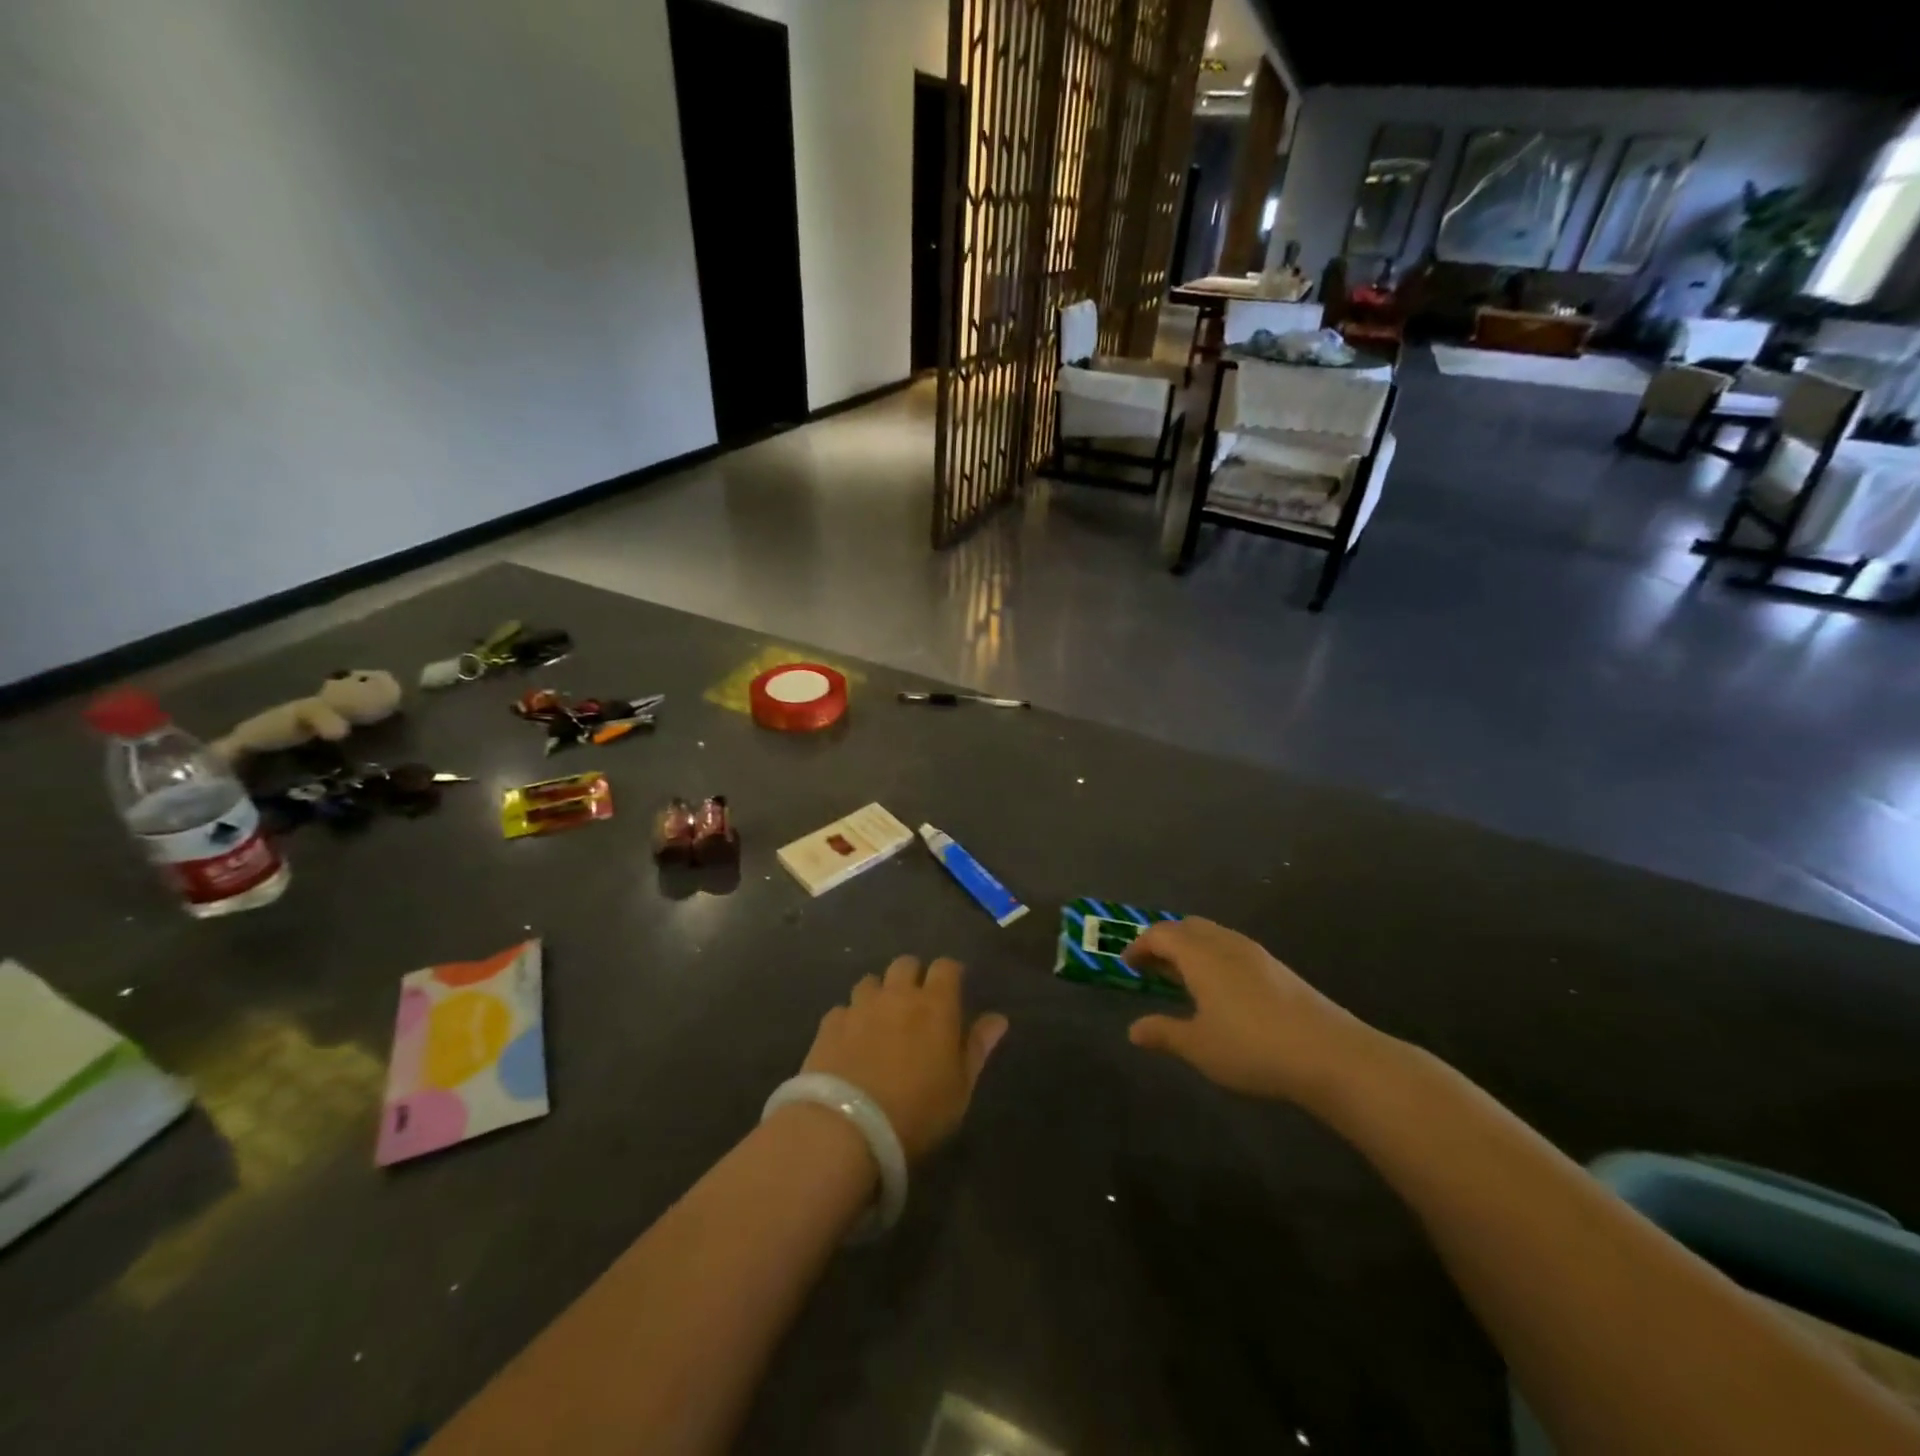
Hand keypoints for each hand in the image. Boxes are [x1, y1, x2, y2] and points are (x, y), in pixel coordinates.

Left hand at [801, 956, 1008, 1161]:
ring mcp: (860, 1006)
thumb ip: (977, 1048)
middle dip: (913, 976)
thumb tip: (998, 1019)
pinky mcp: (829, 1024)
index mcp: (935, 1005)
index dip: (950, 974)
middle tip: (917, 1004)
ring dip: (879, 994)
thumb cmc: (917, 1112)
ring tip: (880, 1020)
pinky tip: (850, 1041)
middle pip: (905, 964)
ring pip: (871, 981)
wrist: (847, 1129)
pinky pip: (843, 1009)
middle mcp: (897, 995)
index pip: (946, 966)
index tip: (953, 989)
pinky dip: (850, 1019)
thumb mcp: (960, 1089)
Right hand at [1123, 918, 1377, 1104]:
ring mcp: (1255, 953)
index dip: (1139, 946)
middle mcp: (1225, 943)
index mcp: (1200, 954)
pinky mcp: (1278, 968)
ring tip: (1183, 980)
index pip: (1160, 934)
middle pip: (1187, 927)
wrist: (1330, 1054)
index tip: (1127, 965)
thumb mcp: (1199, 1046)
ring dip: (1191, 949)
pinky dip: (1214, 958)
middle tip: (1152, 968)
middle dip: (1164, 941)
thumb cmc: (1252, 1047)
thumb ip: (1164, 1033)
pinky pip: (1233, 949)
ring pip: (1213, 935)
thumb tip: (1133, 1030)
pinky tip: (1220, 991)